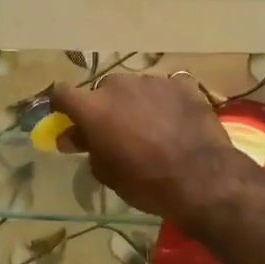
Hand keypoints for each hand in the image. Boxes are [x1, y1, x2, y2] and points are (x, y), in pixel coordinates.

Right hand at [48, 74, 248, 222]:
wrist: (202, 179)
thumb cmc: (146, 182)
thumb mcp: (107, 173)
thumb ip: (87, 148)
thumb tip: (72, 137)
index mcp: (94, 107)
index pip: (62, 94)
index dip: (63, 107)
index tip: (69, 121)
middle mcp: (119, 85)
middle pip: (103, 90)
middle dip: (106, 107)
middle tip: (117, 131)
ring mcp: (153, 80)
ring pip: (136, 88)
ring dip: (136, 103)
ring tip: (153, 128)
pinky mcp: (183, 84)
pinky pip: (166, 89)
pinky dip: (166, 101)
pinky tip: (176, 121)